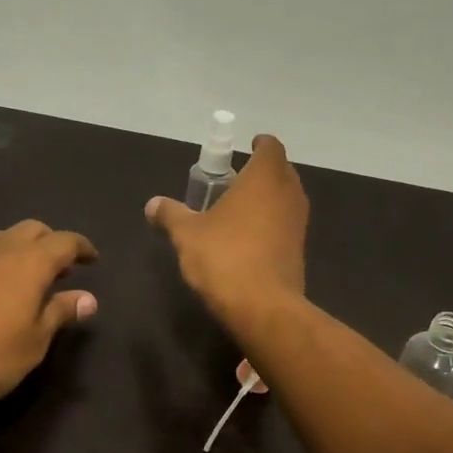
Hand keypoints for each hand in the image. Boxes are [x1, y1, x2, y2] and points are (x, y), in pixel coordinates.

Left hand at [0, 221, 97, 411]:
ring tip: (34, 278)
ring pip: (6, 238)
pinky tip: (0, 288)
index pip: (65, 242)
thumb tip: (88, 298)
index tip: (93, 259)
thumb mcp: (34, 342)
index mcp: (29, 262)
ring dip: (26, 249)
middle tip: (64, 269)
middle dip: (53, 243)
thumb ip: (61, 314)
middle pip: (34, 230)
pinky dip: (3, 260)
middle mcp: (1, 250)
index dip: (82, 247)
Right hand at [146, 134, 307, 320]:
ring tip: (239, 209)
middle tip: (235, 180)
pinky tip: (248, 239)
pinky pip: (286, 225)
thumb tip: (152, 204)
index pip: (271, 147)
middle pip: (282, 171)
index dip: (260, 144)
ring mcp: (298, 223)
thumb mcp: (187, 234)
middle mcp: (288, 194)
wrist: (263, 307)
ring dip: (268, 199)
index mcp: (265, 178)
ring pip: (286, 199)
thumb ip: (171, 215)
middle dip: (262, 172)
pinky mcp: (299, 250)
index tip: (247, 147)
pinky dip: (272, 223)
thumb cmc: (225, 258)